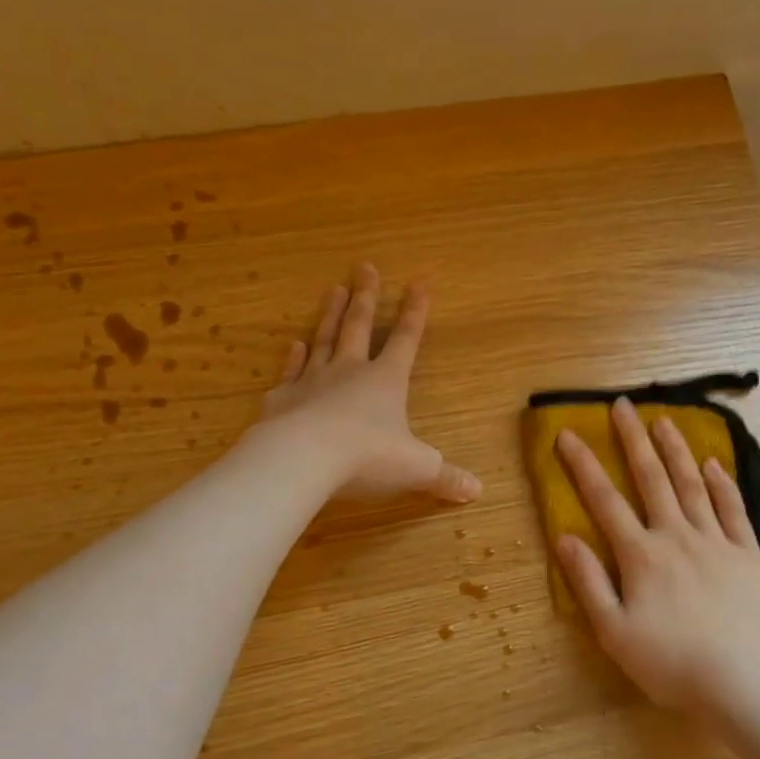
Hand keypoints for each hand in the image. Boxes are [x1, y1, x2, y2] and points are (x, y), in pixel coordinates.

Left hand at [258, 263, 480, 503]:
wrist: (303, 459)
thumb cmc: (368, 457)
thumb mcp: (417, 469)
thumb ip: (445, 477)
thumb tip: (477, 491)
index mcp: (387, 381)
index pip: (406, 340)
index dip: (415, 313)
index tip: (419, 283)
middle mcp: (350, 372)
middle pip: (359, 327)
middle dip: (366, 298)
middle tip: (365, 267)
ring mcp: (312, 381)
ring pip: (324, 339)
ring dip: (330, 314)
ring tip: (334, 289)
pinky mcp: (283, 399)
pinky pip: (291, 371)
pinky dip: (294, 357)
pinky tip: (295, 344)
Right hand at [554, 397, 759, 712]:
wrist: (735, 682)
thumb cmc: (665, 662)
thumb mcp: (612, 630)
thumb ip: (588, 581)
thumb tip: (564, 538)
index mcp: (640, 555)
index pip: (604, 501)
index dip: (583, 466)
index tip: (567, 435)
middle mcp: (676, 536)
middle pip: (651, 479)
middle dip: (633, 440)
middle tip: (622, 406)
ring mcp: (715, 542)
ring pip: (692, 485)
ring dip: (676, 450)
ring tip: (664, 420)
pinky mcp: (746, 555)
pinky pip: (733, 510)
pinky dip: (722, 484)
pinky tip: (714, 463)